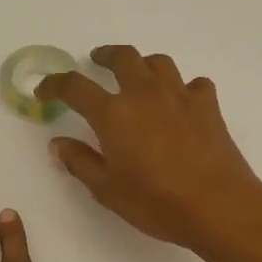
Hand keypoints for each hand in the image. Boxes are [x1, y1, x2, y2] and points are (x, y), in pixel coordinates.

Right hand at [36, 46, 261, 251]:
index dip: (55, 84)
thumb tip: (58, 144)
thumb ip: (80, 162)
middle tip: (96, 61)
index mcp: (113, 113)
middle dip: (105, 56)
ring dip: (143, 64)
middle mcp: (145, 94)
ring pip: (159, 63)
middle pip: (123, 58)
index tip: (45, 90)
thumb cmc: (155, 202)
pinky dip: (183, 88)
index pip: (75, 87)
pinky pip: (194, 84)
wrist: (217, 205)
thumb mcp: (107, 189)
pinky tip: (181, 103)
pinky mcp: (208, 106)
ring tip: (138, 76)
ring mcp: (180, 96)